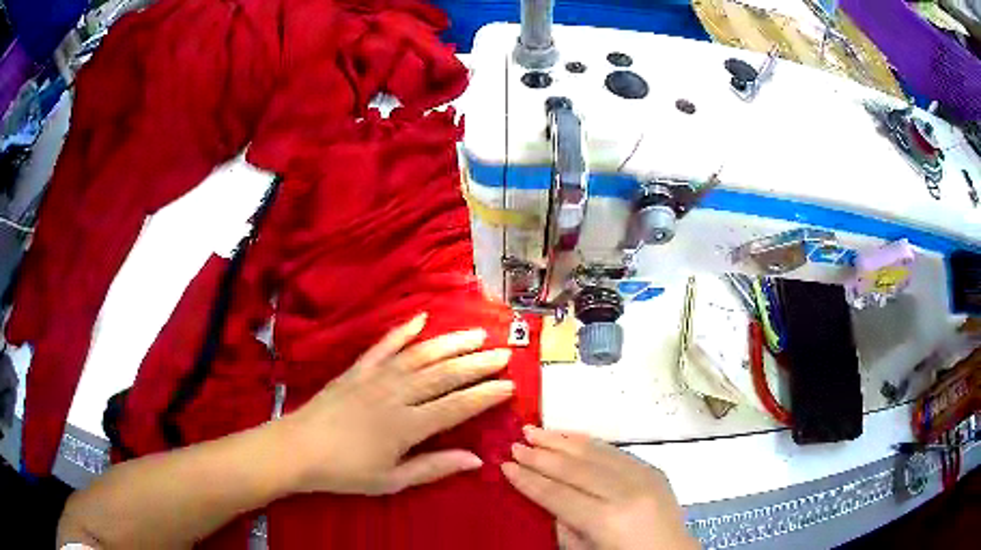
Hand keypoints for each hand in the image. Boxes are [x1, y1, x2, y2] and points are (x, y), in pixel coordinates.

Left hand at [279, 313, 513, 495]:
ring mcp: (375, 377)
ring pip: (419, 355)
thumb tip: (477, 460)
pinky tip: (421, 318)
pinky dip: (403, 331)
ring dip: (450, 343)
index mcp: (406, 425)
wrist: (298, 449)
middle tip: (504, 353)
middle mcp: (396, 395)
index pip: (456, 406)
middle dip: (477, 364)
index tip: (509, 385)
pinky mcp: (357, 369)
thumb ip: (434, 468)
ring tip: (476, 334)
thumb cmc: (345, 471)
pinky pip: (383, 345)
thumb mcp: (391, 480)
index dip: (485, 395)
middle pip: (444, 375)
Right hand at [502, 427, 698, 549]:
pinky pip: (616, 451)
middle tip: (514, 442)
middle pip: (575, 468)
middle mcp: (626, 493)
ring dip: (562, 441)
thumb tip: (545, 494)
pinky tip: (570, 437)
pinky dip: (589, 443)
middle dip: (541, 455)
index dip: (529, 480)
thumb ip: (563, 525)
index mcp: (606, 520)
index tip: (505, 465)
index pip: (558, 495)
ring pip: (596, 452)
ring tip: (534, 430)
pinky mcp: (653, 469)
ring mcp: (644, 477)